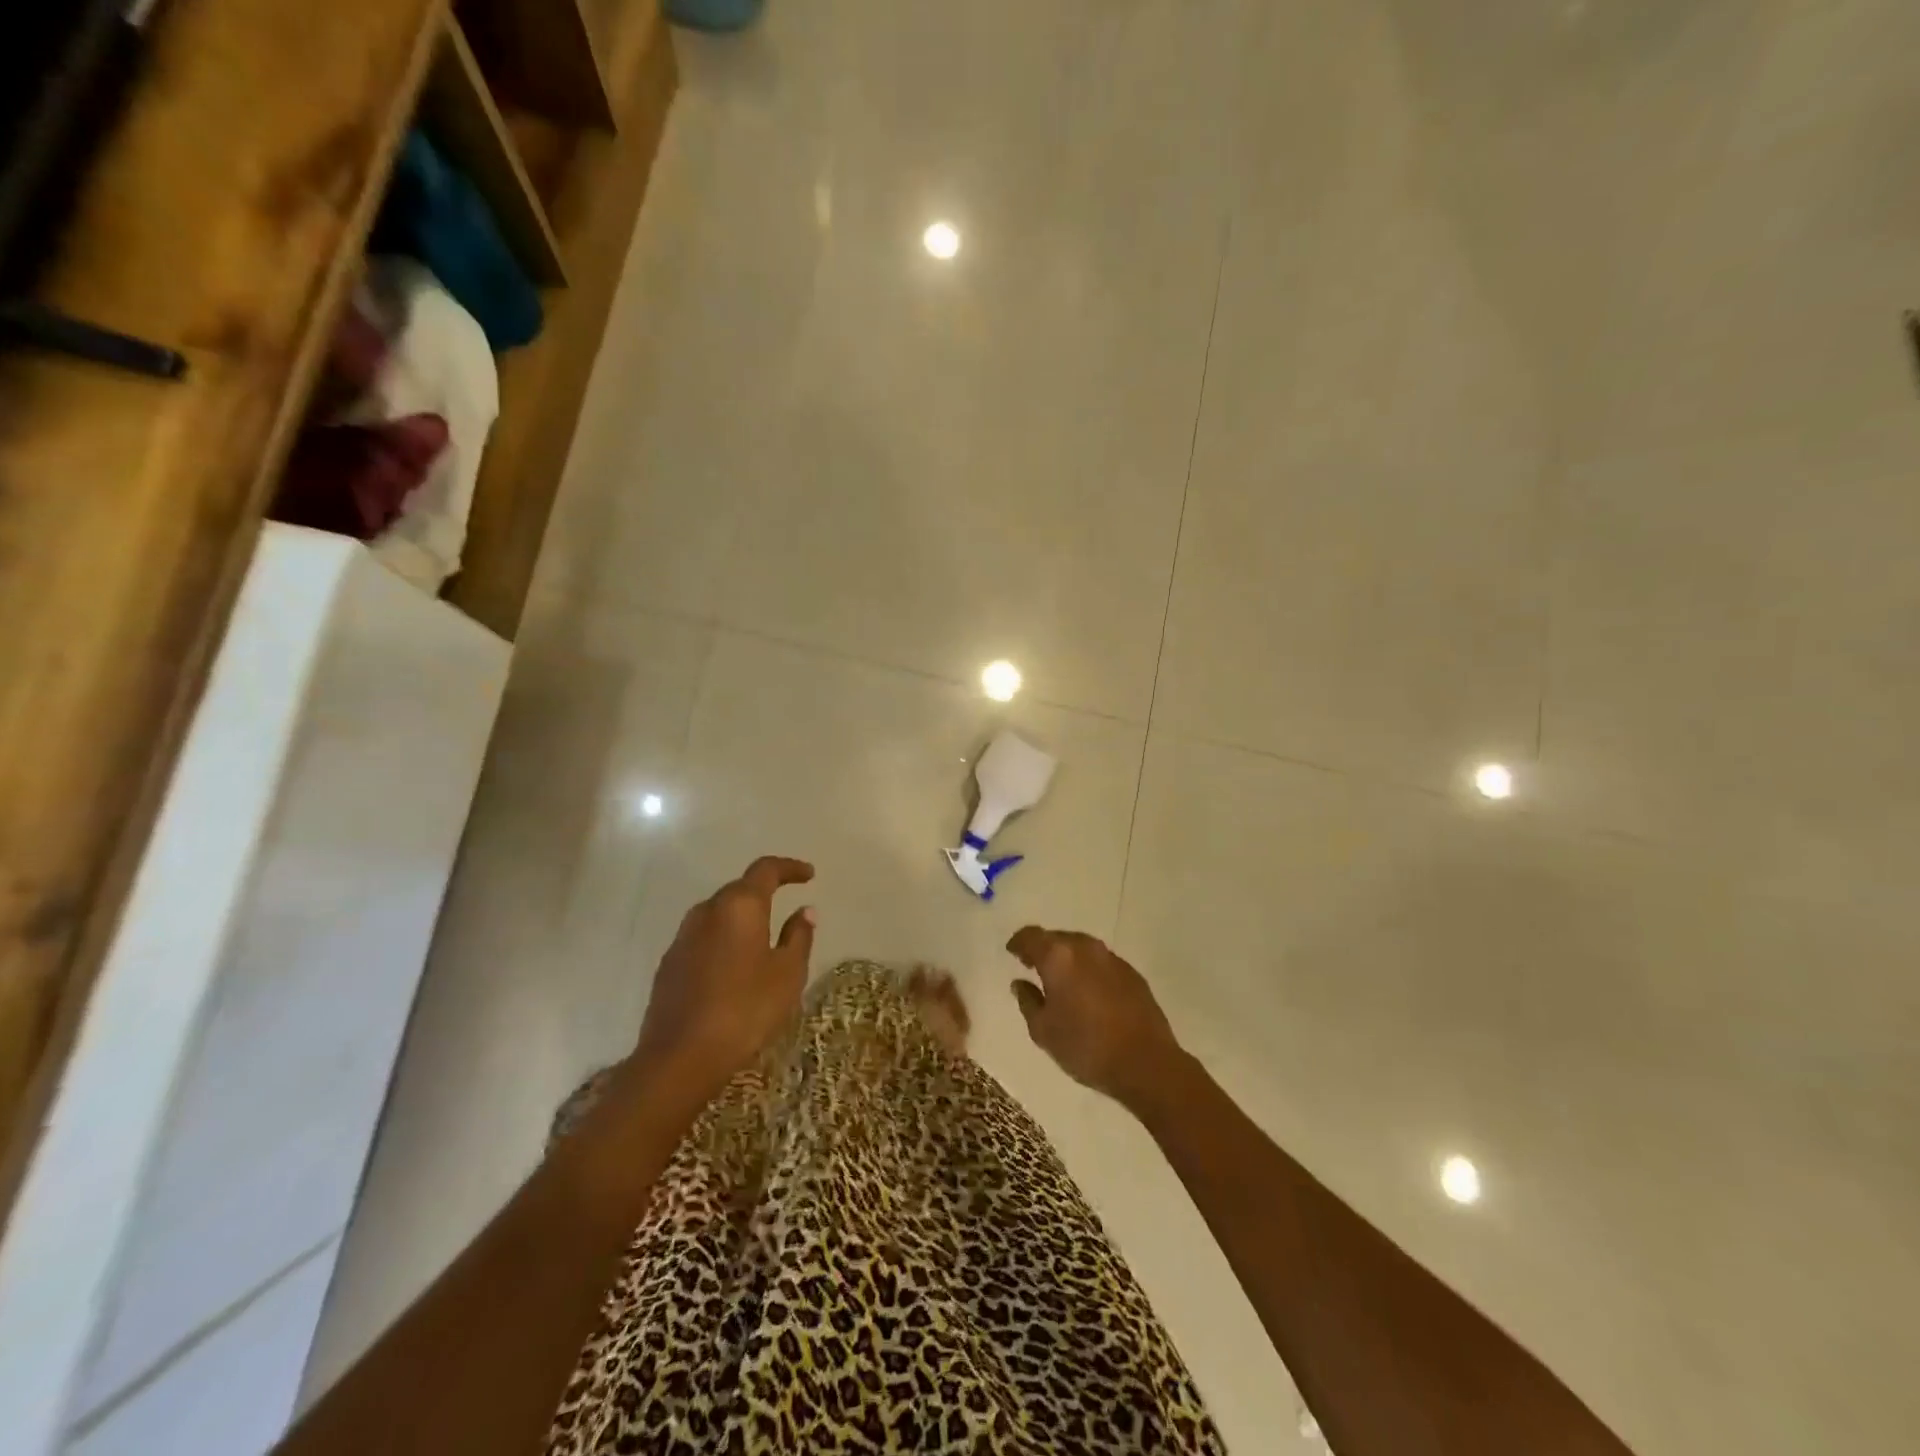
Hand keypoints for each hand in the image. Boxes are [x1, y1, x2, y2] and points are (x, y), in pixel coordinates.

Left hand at [631, 856, 816, 1101]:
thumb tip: (805, 911)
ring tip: (762, 938)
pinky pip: (703, 939)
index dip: (790, 868)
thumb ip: (799, 937)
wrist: (680, 1058)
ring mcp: (682, 937)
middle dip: (764, 893)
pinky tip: (734, 966)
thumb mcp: (787, 974)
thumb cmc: (745, 1009)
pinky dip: (723, 941)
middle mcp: (707, 911)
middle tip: (786, 907)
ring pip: (718, 914)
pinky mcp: (669, 964)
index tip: (809, 875)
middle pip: (739, 889)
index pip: (766, 869)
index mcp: (740, 905)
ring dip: (741, 918)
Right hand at [1007, 927, 1184, 1107]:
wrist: (1145, 1062)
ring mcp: (1112, 958)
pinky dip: (1089, 970)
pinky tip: (1088, 992)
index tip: (1012, 952)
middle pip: (1058, 938)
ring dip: (1068, 959)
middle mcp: (1085, 948)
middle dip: (1043, 949)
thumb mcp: (1043, 1031)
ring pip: (1081, 948)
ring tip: (1060, 980)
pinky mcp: (1132, 973)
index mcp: (1058, 957)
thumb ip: (1028, 1001)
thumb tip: (1020, 983)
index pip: (1031, 936)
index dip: (1019, 943)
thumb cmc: (1085, 1047)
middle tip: (1033, 966)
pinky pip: (1101, 962)